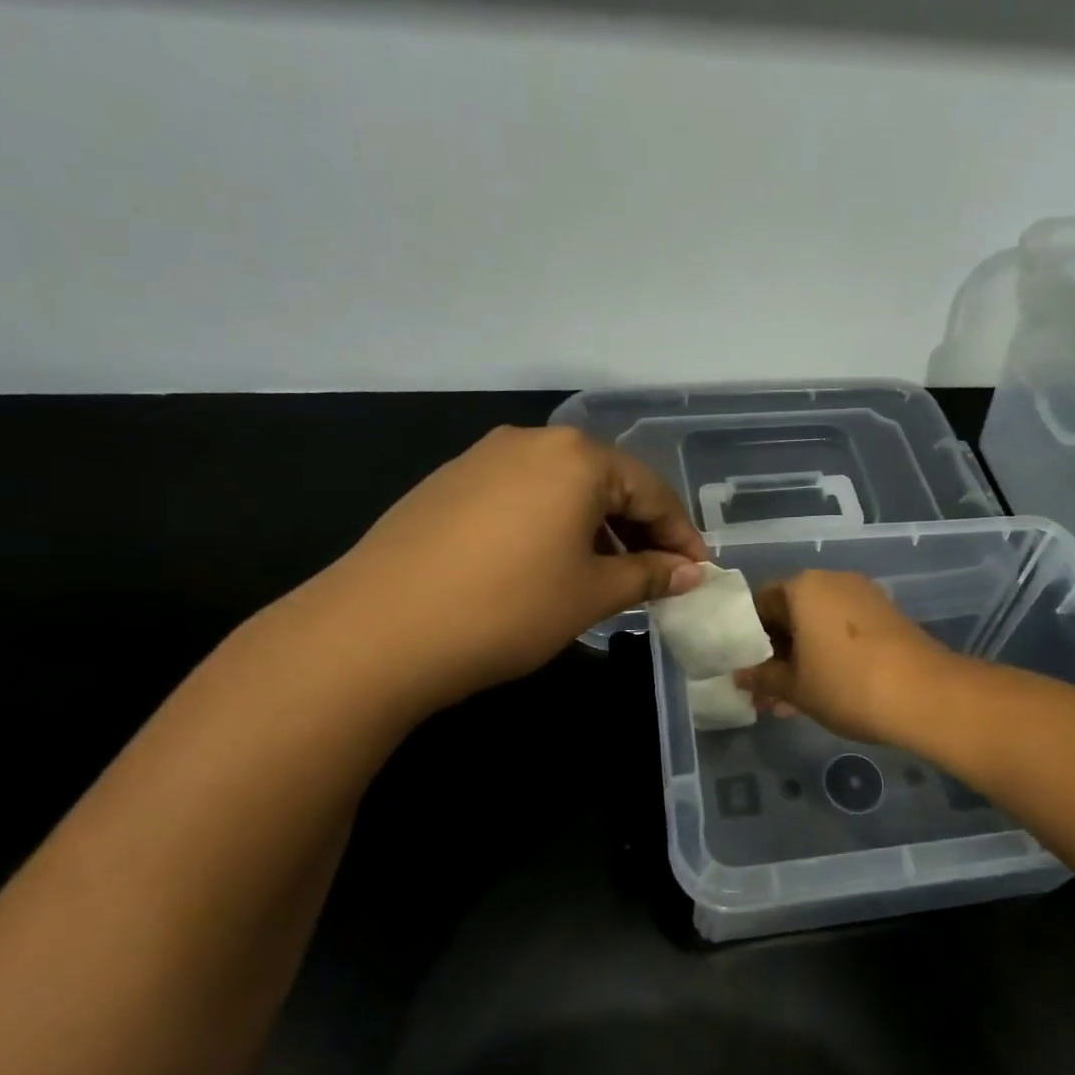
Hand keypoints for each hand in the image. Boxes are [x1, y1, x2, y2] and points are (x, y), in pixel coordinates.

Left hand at [318, 425, 706, 712]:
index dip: (680, 535)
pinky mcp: (447, 484)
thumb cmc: (508, 607)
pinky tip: (546, 567)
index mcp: (576, 457)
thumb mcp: (591, 594)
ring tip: (605, 577)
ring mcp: (482, 459)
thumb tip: (691, 572)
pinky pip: (521, 497)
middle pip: (606, 482)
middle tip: (657, 576)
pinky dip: (550, 527)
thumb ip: (649, 575)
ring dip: (594, 529)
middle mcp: (531, 443)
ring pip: (561, 490)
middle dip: (638, 530)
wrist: (375, 631)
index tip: (698, 573)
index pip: (651, 490)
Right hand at [736, 570, 955, 744]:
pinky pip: (844, 630)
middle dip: (778, 653)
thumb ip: (763, 678)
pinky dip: (830, 654)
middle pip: (791, 612)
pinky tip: (827, 690)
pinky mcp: (887, 615)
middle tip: (768, 692)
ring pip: (819, 625)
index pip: (761, 603)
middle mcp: (833, 581)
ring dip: (803, 658)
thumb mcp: (795, 687)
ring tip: (793, 702)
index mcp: (803, 587)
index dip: (750, 639)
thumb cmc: (846, 684)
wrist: (925, 694)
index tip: (749, 671)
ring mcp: (864, 596)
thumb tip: (740, 675)